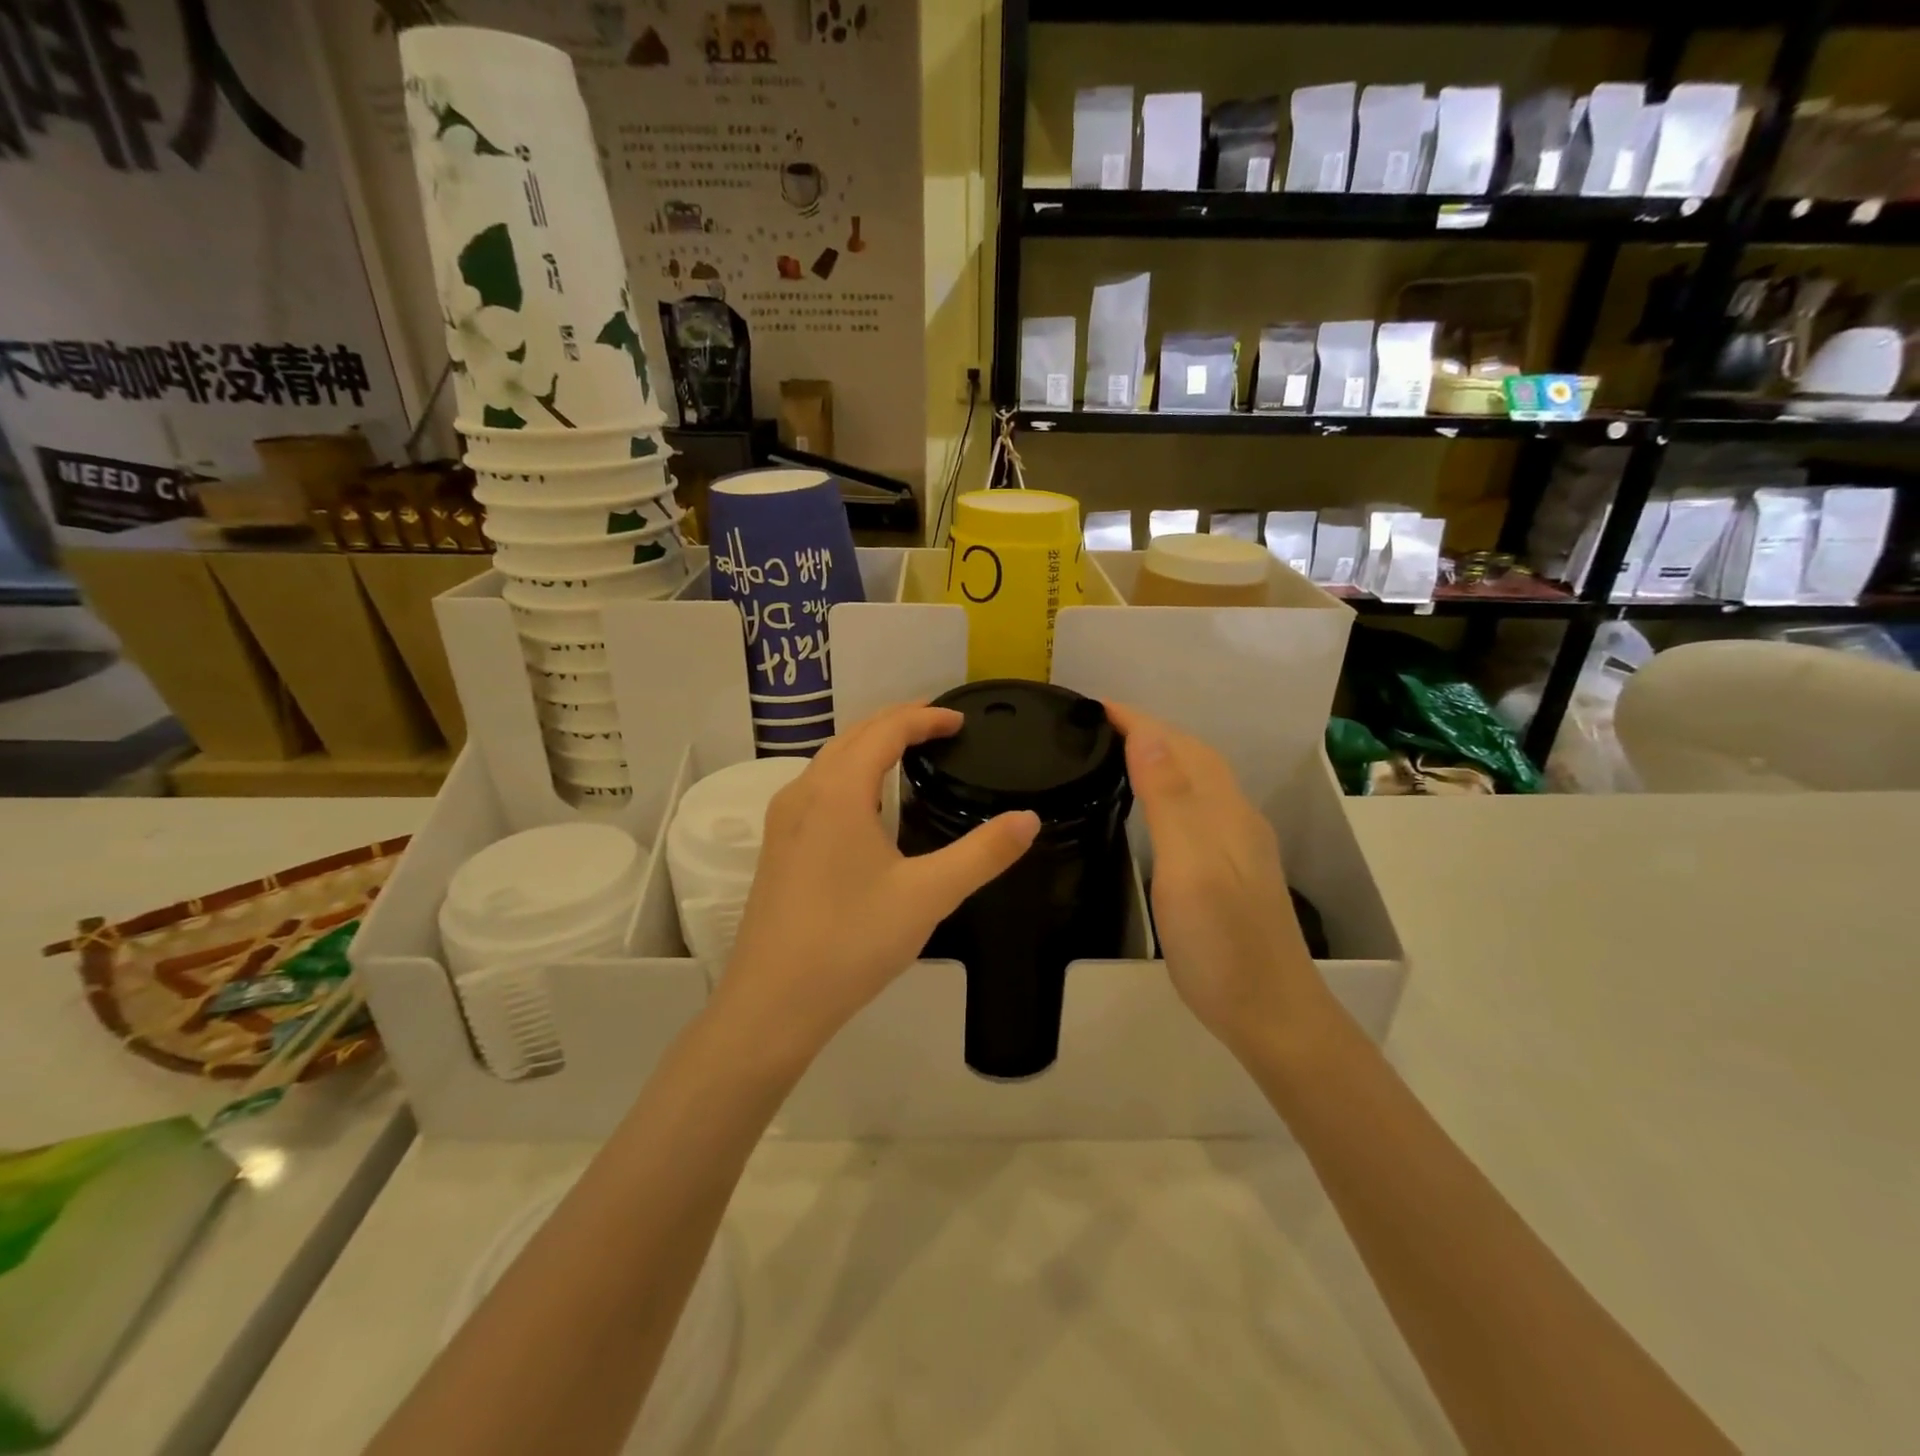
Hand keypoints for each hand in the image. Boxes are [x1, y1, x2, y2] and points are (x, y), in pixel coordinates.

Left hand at [714, 703, 1039, 1070]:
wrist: (772, 1003)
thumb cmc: (851, 941)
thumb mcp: (929, 896)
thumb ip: (983, 853)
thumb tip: (1029, 819)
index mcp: (837, 791)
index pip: (885, 730)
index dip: (925, 718)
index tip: (960, 721)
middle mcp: (803, 793)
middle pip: (853, 736)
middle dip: (898, 722)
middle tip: (941, 727)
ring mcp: (783, 821)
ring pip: (830, 761)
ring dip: (871, 746)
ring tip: (910, 754)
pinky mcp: (777, 847)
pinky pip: (818, 788)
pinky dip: (851, 774)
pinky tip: (869, 805)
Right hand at [1105, 704, 1333, 1057]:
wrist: (1272, 1014)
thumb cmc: (1222, 944)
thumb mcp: (1189, 868)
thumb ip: (1169, 799)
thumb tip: (1146, 734)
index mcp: (1223, 811)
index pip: (1178, 745)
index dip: (1138, 721)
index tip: (1095, 706)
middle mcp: (1235, 819)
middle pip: (1194, 756)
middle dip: (1150, 730)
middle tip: (1099, 726)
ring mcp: (1238, 846)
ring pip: (1199, 781)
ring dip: (1162, 757)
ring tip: (1120, 755)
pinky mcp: (1233, 871)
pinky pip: (1198, 807)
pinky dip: (1170, 788)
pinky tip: (1155, 809)